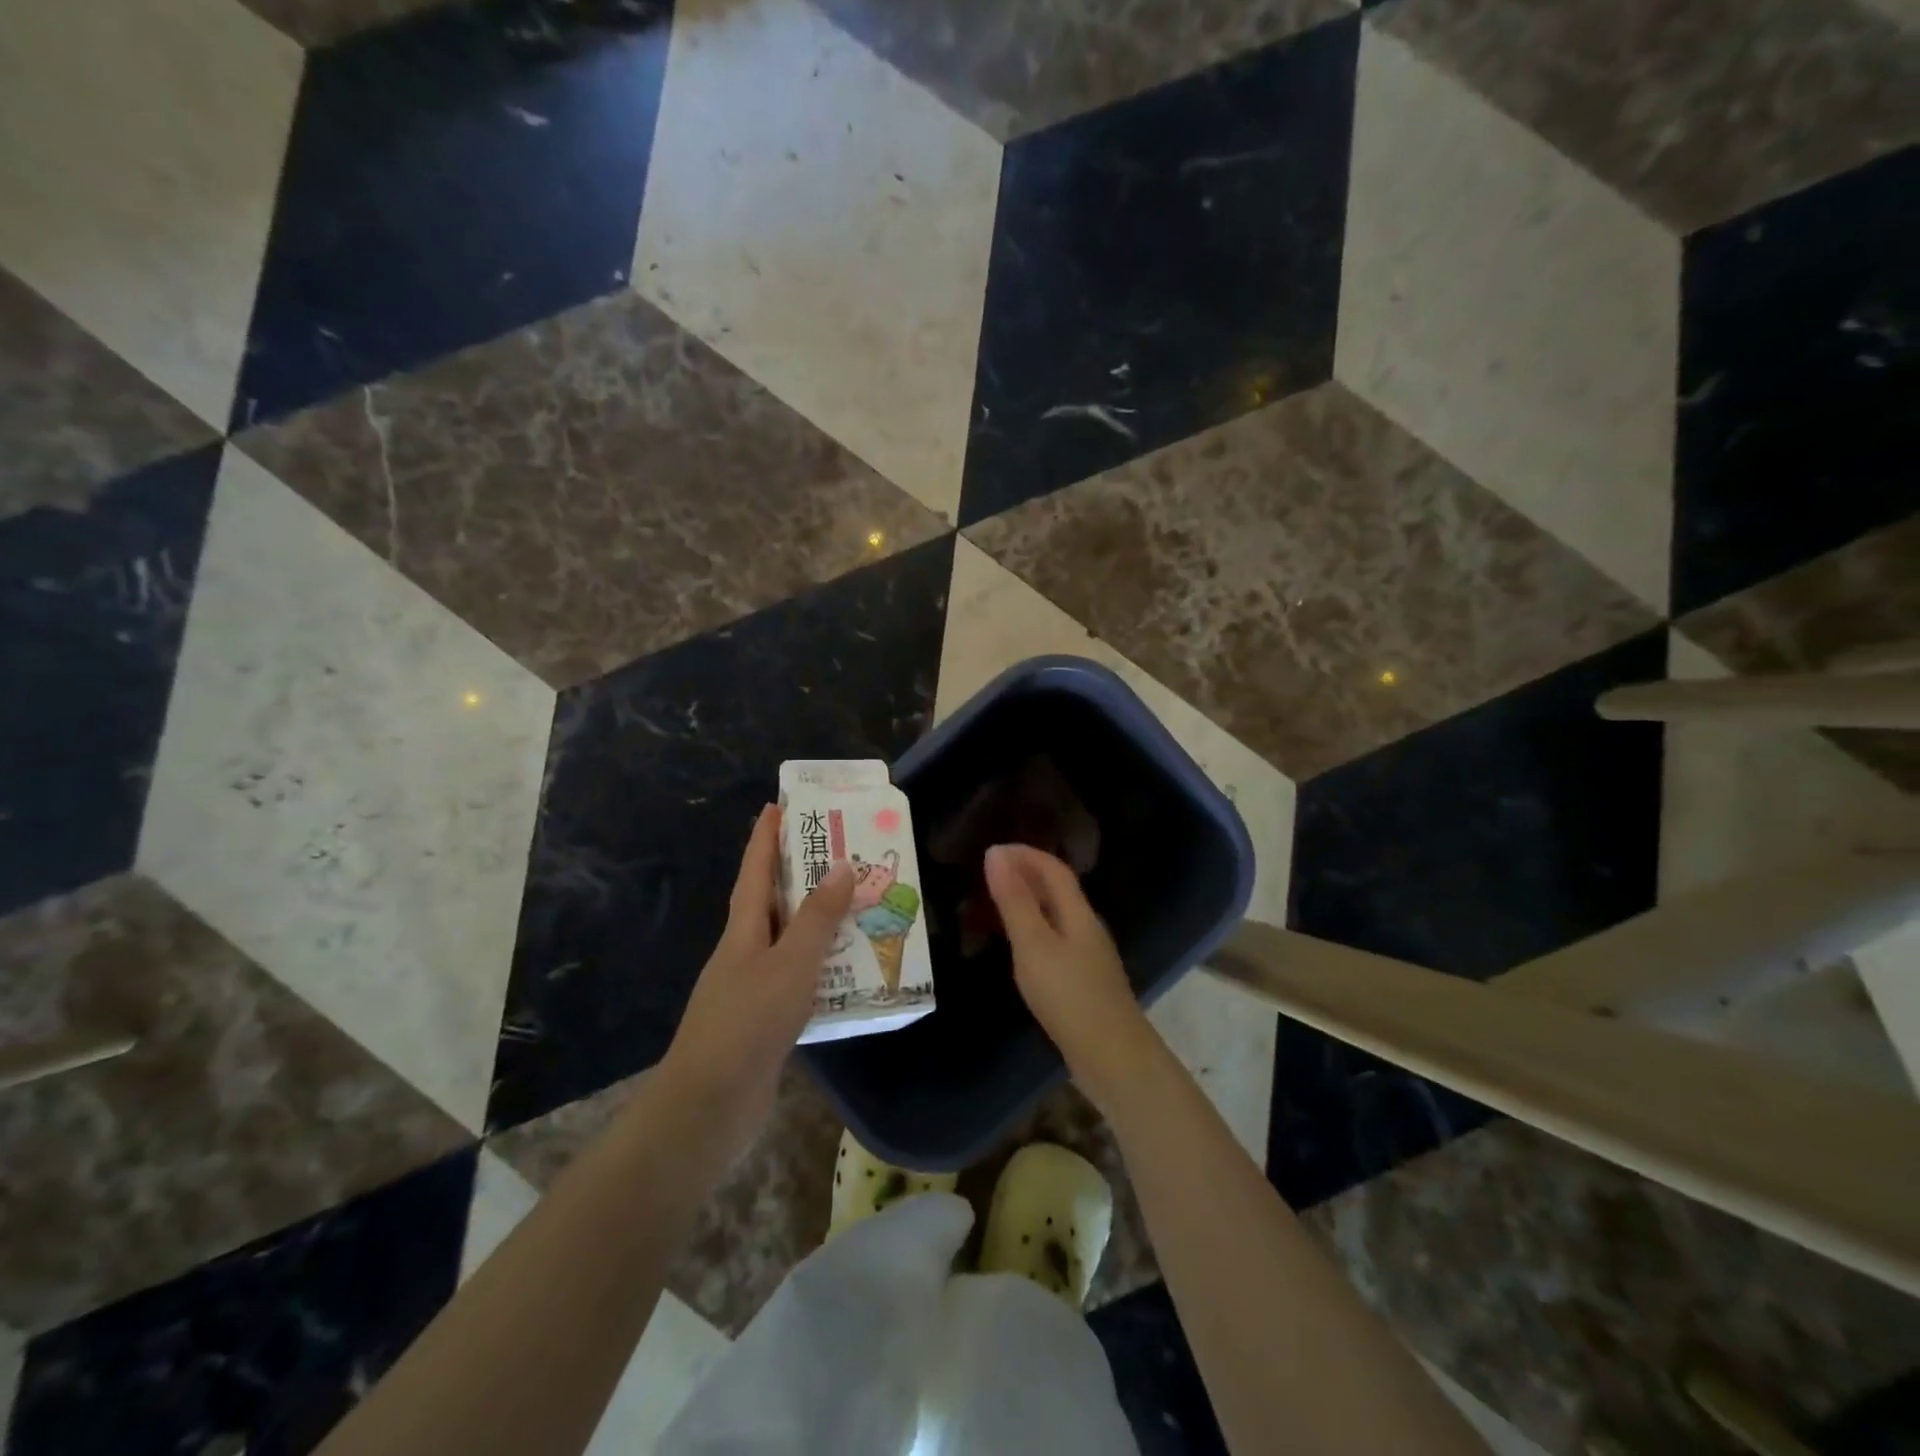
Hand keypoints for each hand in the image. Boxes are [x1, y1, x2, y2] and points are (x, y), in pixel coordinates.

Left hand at [659, 805, 853, 1157]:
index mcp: (743, 929)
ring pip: (788, 940)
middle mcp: (744, 950)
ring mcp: (751, 987)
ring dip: (816, 922)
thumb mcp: (790, 963)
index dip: (765, 837)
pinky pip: (797, 978)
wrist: (708, 1107)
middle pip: (772, 901)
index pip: (755, 870)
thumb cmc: (748, 1022)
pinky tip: (847, 971)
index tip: (777, 805)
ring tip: (856, 905)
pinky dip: (820, 966)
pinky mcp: (763, 1020)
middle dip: (798, 874)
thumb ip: (818, 918)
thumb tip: (841, 867)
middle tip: (838, 851)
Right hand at [983, 843, 1156, 1111]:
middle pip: (1058, 890)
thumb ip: (1014, 901)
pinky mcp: (1085, 981)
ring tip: (996, 904)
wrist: (1113, 1058)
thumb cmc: (1069, 997)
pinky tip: (1019, 946)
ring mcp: (1089, 956)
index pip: (1054, 869)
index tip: (992, 850)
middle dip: (1026, 874)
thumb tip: (996, 854)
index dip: (1025, 854)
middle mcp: (1088, 927)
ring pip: (1057, 915)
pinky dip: (1033, 928)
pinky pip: (1055, 939)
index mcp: (1079, 913)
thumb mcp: (1034, 945)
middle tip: (988, 873)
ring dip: (1029, 901)